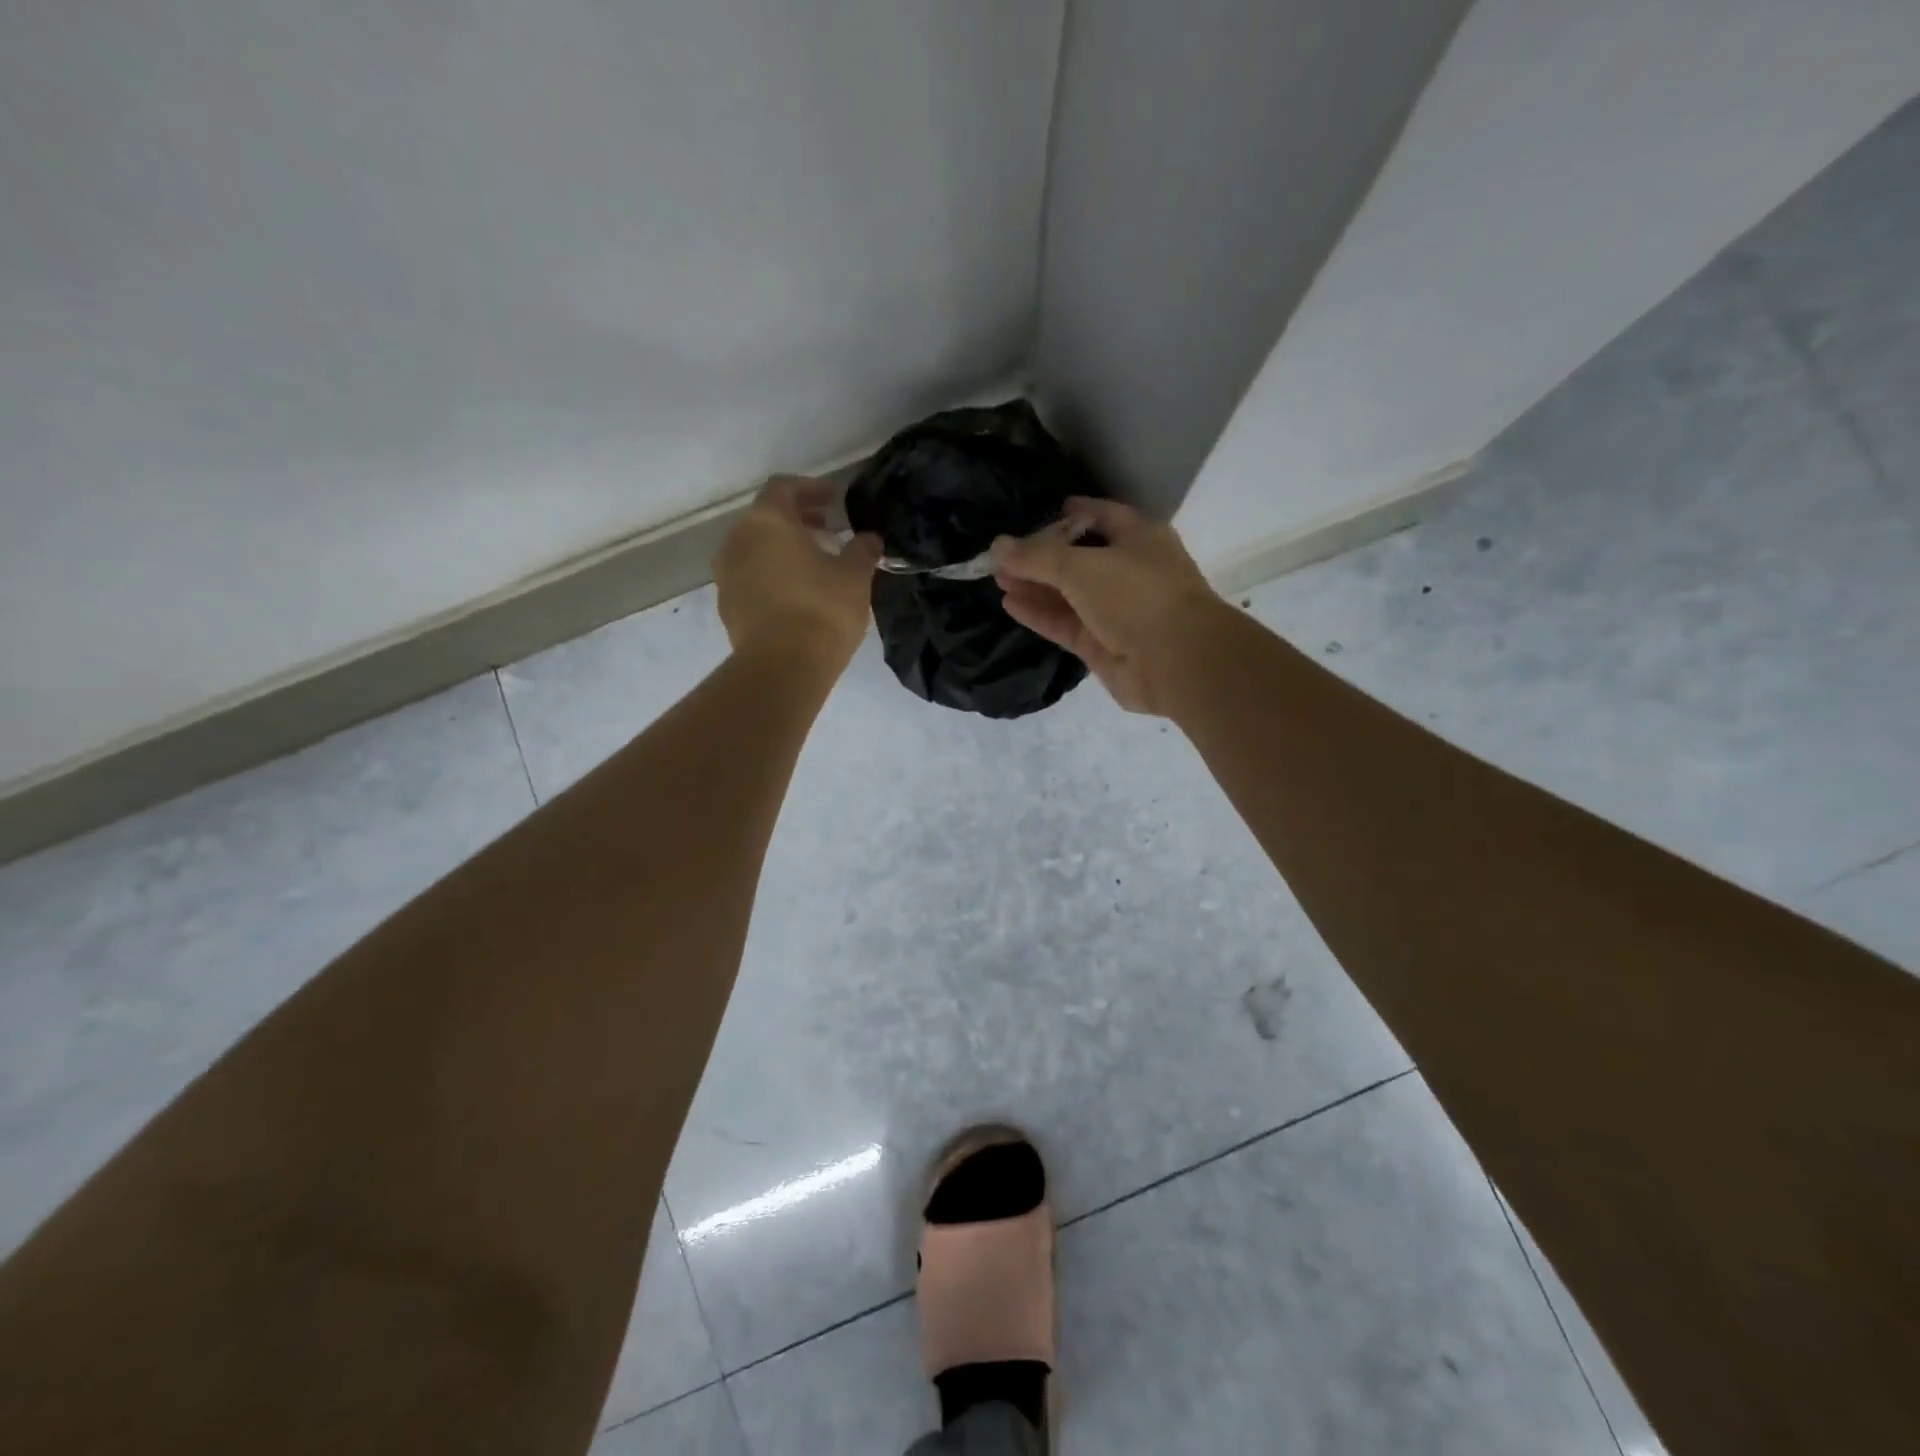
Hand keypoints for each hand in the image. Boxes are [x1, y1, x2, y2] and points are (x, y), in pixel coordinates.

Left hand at [714, 477, 881, 669]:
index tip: (835, 500)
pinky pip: (750, 578)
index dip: (811, 489)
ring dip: (782, 549)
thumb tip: (869, 538)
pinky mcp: (727, 606)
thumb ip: (862, 550)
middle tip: (827, 530)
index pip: (784, 488)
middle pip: (766, 518)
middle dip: (797, 520)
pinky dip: (771, 575)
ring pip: (755, 548)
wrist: (782, 667)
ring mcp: (727, 575)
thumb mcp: (855, 576)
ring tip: (813, 565)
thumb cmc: (822, 610)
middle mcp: (738, 540)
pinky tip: (796, 594)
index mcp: (767, 521)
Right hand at [991, 498, 1222, 714]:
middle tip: (1002, 556)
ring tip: (998, 579)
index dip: (1069, 514)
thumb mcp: (1080, 566)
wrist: (1176, 661)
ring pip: (1069, 594)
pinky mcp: (1103, 645)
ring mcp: (1117, 611)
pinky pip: (1065, 623)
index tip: (1037, 515)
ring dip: (1036, 586)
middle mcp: (1129, 571)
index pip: (1100, 516)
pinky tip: (1010, 603)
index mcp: (1138, 538)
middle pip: (1079, 558)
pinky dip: (1040, 613)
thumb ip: (1035, 556)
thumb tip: (997, 546)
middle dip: (1042, 556)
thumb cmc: (1136, 595)